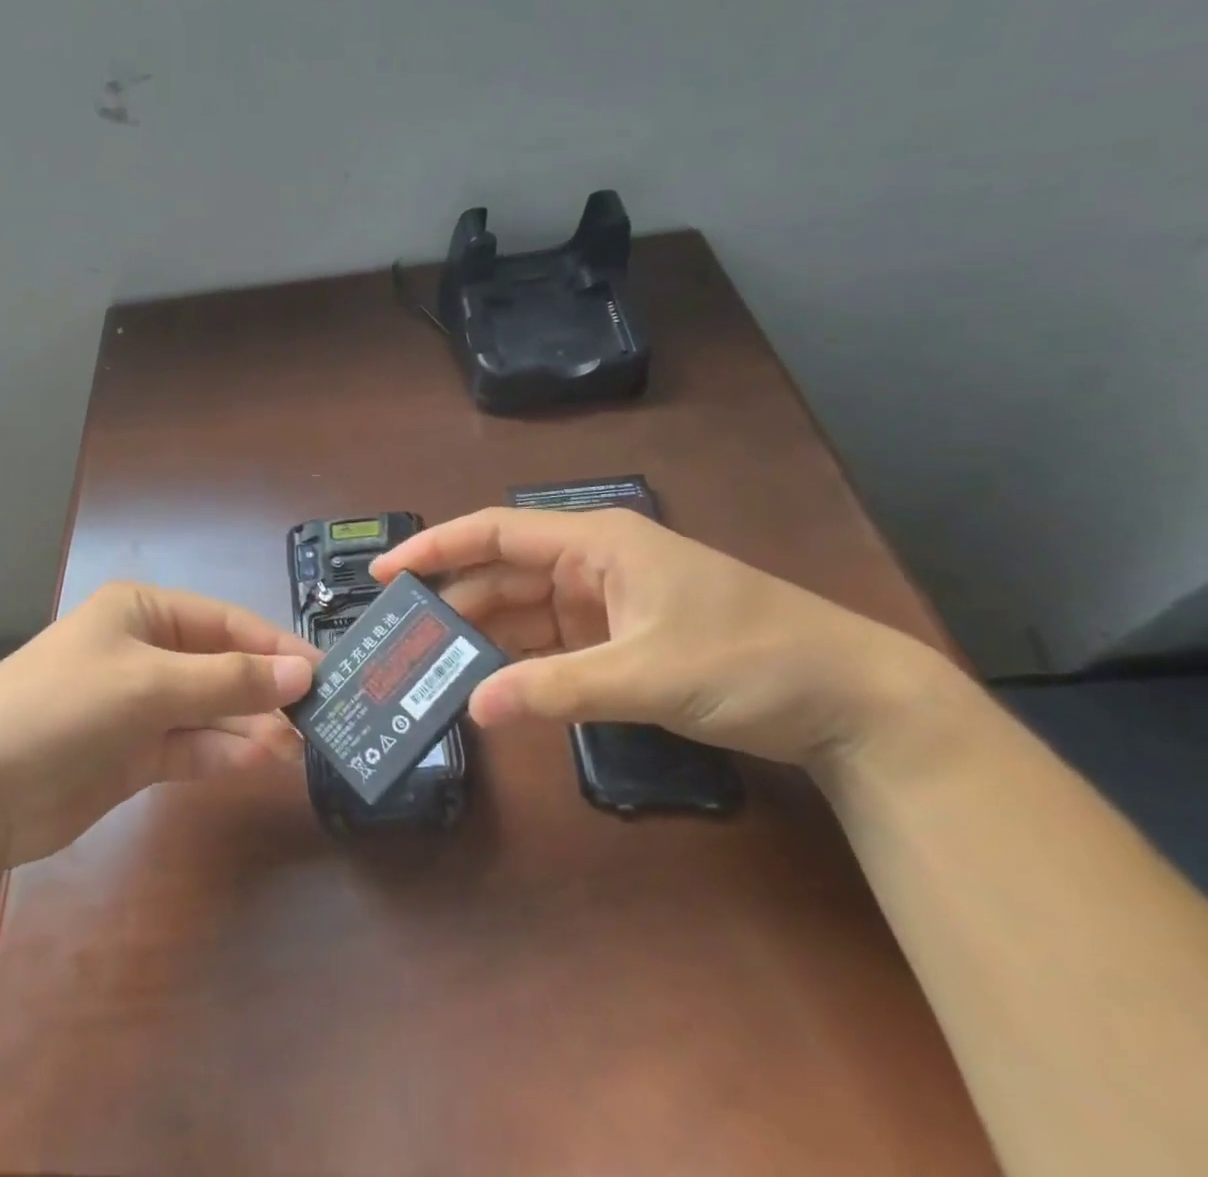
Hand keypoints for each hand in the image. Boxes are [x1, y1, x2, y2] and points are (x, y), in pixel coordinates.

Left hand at [0, 583, 314, 867]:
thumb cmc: (62, 707)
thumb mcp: (149, 684)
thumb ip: (229, 681)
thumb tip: (303, 673)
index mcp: (142, 611)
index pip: (225, 622)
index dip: (275, 646)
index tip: (325, 673)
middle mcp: (144, 651)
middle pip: (221, 667)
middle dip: (266, 691)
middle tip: (320, 720)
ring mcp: (138, 706)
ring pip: (211, 711)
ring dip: (250, 726)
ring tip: (299, 748)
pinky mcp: (133, 755)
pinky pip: (191, 747)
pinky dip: (223, 754)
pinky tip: (258, 762)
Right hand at [371, 508, 956, 771]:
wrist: (854, 703)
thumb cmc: (751, 661)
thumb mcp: (648, 674)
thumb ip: (555, 689)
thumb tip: (473, 707)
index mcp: (596, 542)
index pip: (496, 532)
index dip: (436, 547)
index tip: (386, 572)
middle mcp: (592, 563)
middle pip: (502, 574)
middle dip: (452, 601)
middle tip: (400, 636)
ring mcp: (605, 603)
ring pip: (523, 612)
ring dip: (481, 636)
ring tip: (430, 664)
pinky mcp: (619, 639)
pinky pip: (550, 644)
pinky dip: (518, 662)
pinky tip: (487, 682)